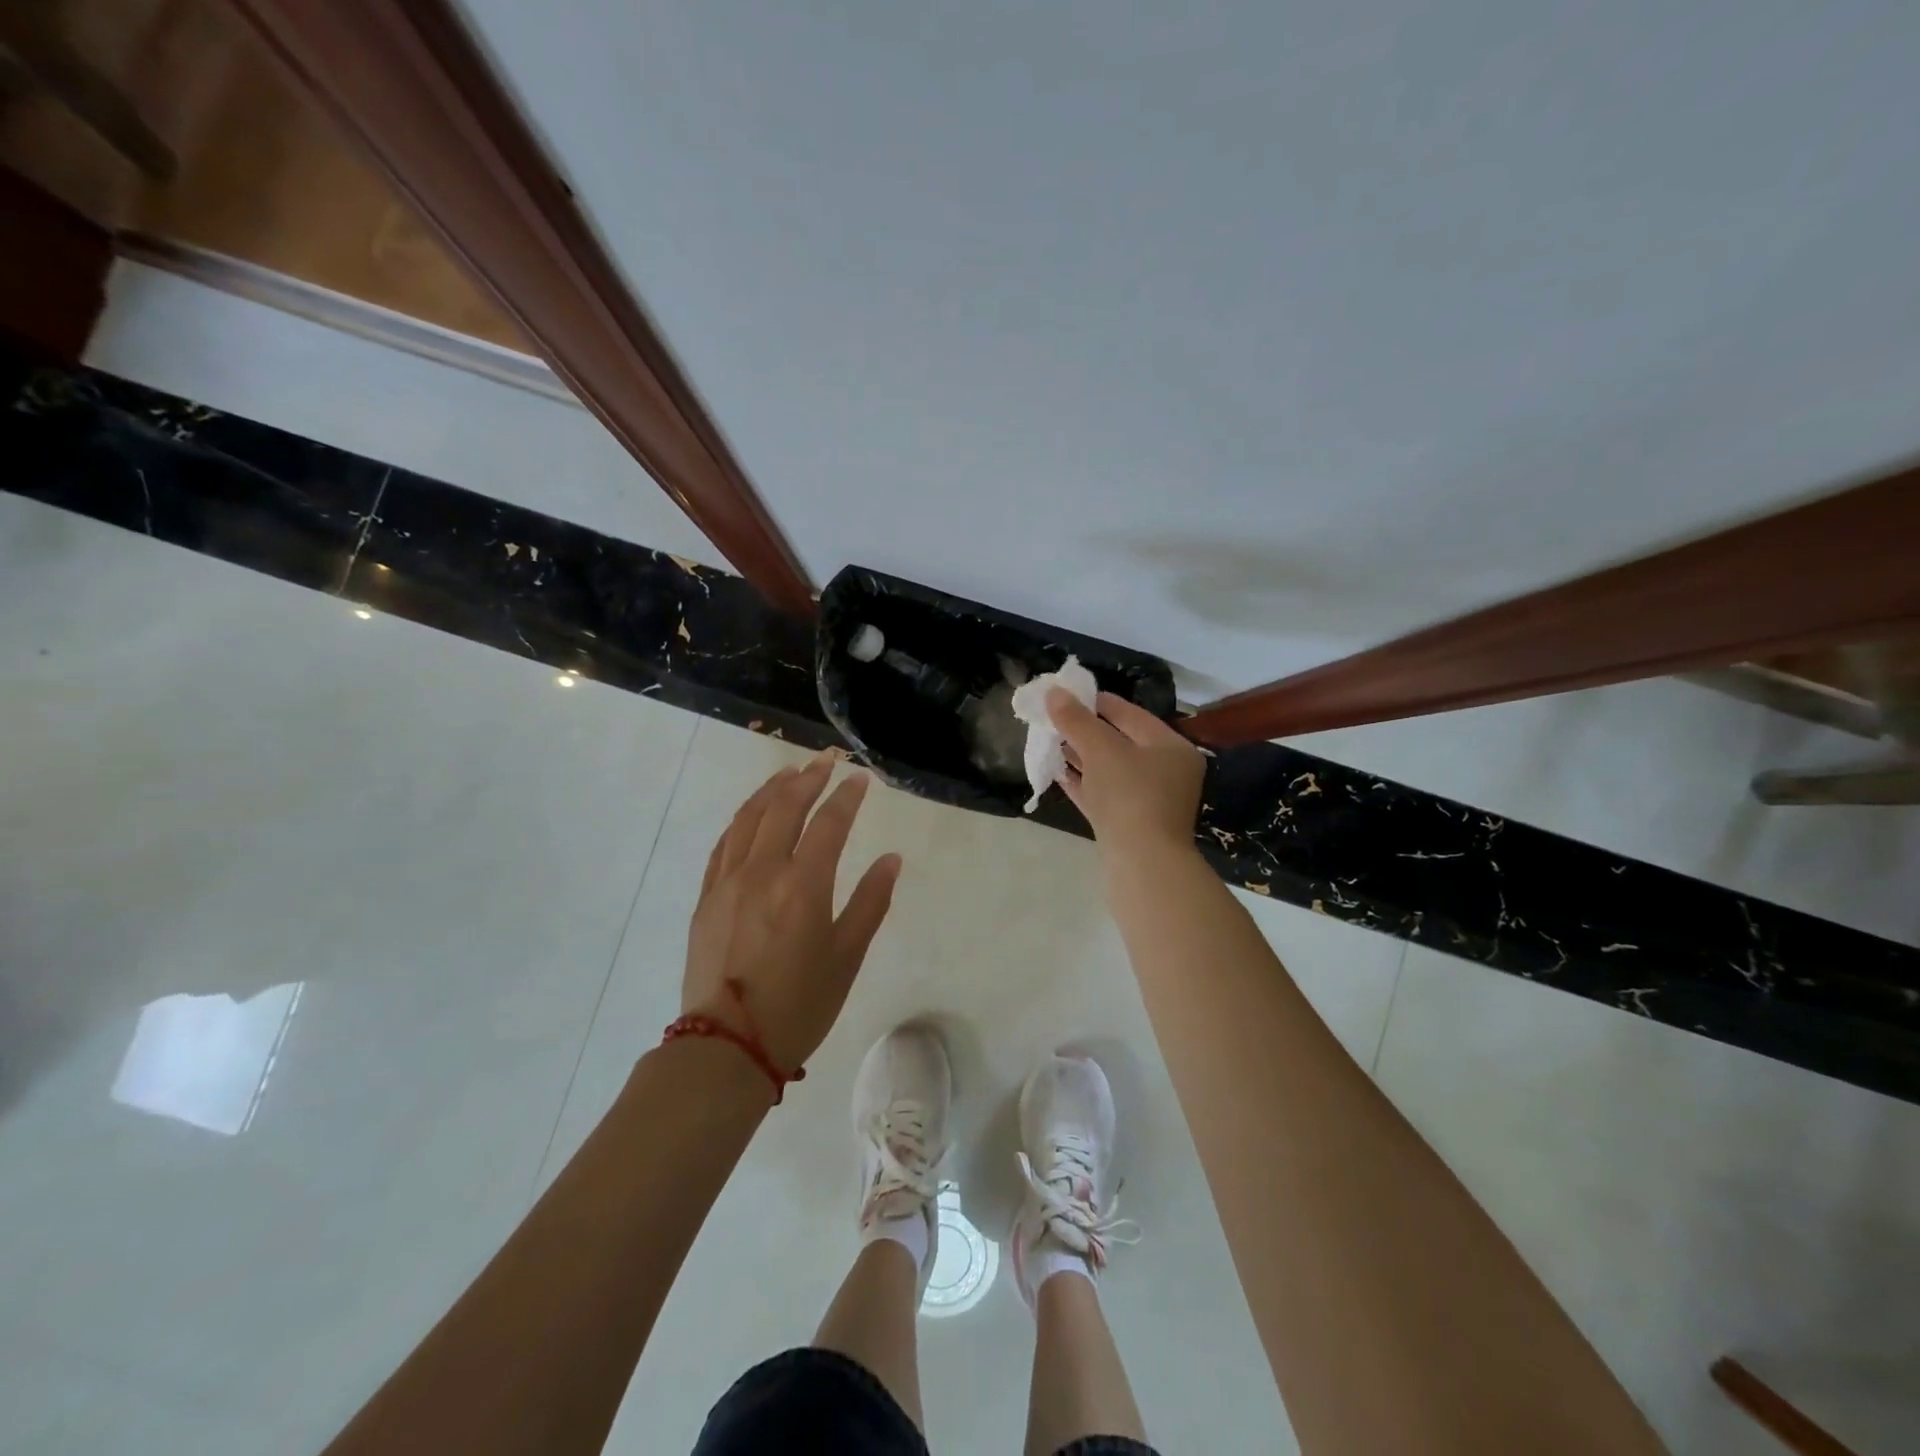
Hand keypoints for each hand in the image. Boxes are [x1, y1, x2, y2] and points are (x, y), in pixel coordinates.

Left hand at [683, 755, 901, 1071]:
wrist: (728, 1045)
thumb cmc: (800, 1005)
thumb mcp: (847, 957)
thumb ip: (870, 902)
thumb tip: (891, 859)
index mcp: (803, 885)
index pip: (828, 823)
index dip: (847, 797)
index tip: (860, 779)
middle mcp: (762, 872)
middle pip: (784, 808)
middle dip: (808, 778)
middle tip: (827, 761)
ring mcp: (728, 881)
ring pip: (748, 818)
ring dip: (771, 790)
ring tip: (789, 772)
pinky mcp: (706, 897)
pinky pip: (724, 843)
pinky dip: (742, 819)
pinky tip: (751, 814)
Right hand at [1047, 690, 1205, 861]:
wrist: (1142, 864)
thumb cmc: (1130, 795)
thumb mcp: (1101, 749)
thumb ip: (1076, 720)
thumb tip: (1053, 692)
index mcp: (1170, 747)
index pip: (1130, 713)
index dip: (1096, 701)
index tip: (1065, 694)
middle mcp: (1165, 771)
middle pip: (1119, 741)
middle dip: (1084, 730)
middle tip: (1052, 718)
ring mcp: (1147, 800)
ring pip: (1109, 769)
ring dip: (1080, 756)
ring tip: (1049, 741)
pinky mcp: (1128, 824)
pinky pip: (1102, 794)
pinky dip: (1081, 782)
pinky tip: (1056, 772)